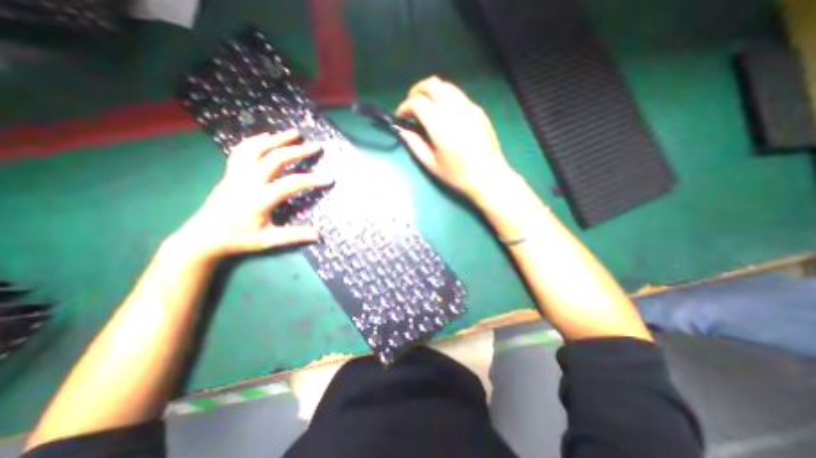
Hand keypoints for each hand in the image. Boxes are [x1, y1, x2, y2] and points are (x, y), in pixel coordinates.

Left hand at [166, 131, 332, 262]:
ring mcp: (237, 174)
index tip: (329, 179)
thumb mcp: (268, 240)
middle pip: (275, 158)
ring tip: (294, 133)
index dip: (313, 180)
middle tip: (316, 147)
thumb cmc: (237, 239)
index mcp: (259, 199)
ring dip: (277, 139)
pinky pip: (242, 150)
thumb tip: (318, 234)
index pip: (292, 183)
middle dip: (298, 151)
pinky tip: (266, 137)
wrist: (202, 236)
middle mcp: (248, 181)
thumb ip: (294, 236)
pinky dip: (255, 140)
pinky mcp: (230, 173)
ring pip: (257, 149)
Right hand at [396, 74, 515, 203]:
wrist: (489, 176)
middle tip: (412, 106)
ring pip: (446, 86)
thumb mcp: (431, 164)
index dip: (405, 107)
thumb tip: (402, 130)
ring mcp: (469, 108)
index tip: (401, 117)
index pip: (418, 102)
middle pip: (432, 84)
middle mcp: (455, 110)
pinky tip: (445, 115)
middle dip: (416, 91)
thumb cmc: (458, 175)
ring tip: (427, 108)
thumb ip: (414, 144)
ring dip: (432, 92)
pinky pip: (458, 95)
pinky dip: (446, 98)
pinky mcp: (478, 110)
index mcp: (441, 126)